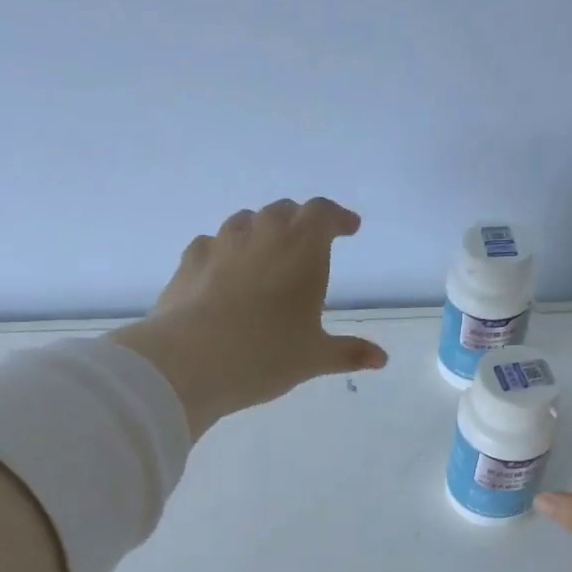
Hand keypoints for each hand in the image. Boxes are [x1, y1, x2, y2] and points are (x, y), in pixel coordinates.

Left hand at [110, 198, 388, 438]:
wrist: (191, 360)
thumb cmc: (266, 355)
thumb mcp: (314, 357)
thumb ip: (349, 353)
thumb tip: (381, 359)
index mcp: (302, 249)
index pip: (324, 214)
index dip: (338, 217)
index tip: (349, 228)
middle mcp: (262, 234)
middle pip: (284, 211)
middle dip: (300, 221)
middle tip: (308, 241)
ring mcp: (221, 243)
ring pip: (246, 221)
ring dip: (261, 230)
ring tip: (266, 253)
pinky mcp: (189, 260)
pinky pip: (212, 243)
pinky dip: (225, 251)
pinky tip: (223, 271)